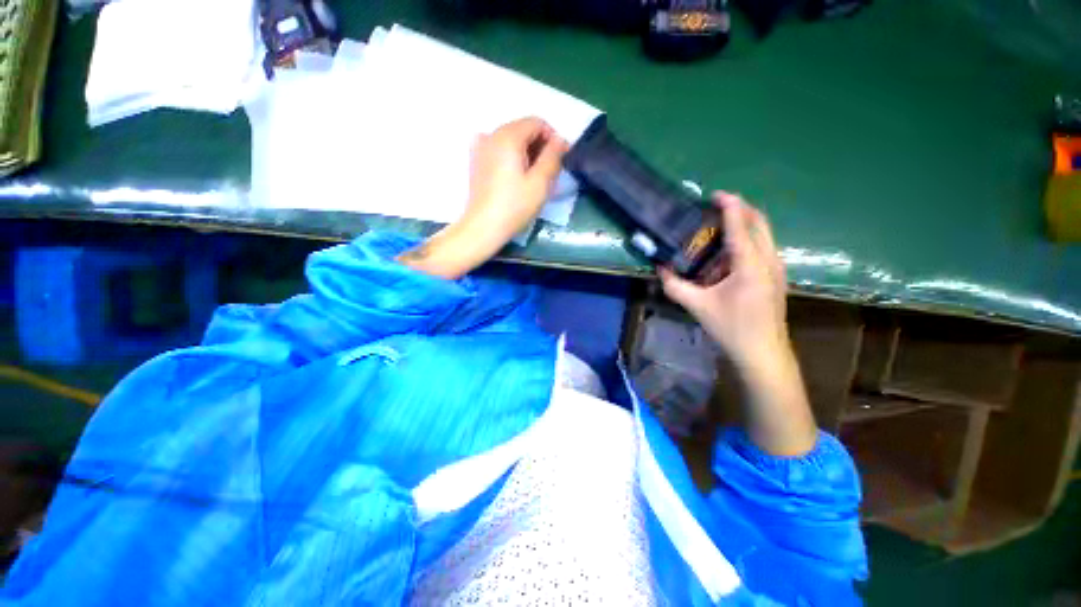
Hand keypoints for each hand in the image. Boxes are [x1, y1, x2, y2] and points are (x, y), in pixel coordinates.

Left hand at [398, 117, 567, 278]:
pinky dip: (512, 158)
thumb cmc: (514, 206)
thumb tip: (560, 141)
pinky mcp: (476, 162)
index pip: (537, 122)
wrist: (483, 227)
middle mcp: (492, 134)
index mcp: (508, 136)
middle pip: (523, 129)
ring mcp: (481, 148)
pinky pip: (499, 150)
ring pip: (511, 140)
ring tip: (534, 178)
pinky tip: (516, 177)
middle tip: (549, 172)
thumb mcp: (541, 182)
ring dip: (527, 153)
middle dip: (540, 146)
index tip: (561, 160)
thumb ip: (553, 157)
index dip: (553, 138)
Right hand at [659, 192, 787, 371]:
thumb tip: (660, 269)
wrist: (763, 353)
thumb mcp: (698, 306)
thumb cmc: (732, 328)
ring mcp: (776, 268)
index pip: (741, 225)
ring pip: (764, 234)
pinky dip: (748, 240)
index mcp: (751, 264)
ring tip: (719, 227)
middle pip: (760, 222)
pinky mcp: (776, 277)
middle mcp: (769, 260)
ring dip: (744, 224)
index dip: (730, 205)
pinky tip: (728, 253)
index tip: (715, 195)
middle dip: (740, 209)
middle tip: (716, 206)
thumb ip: (675, 286)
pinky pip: (763, 248)